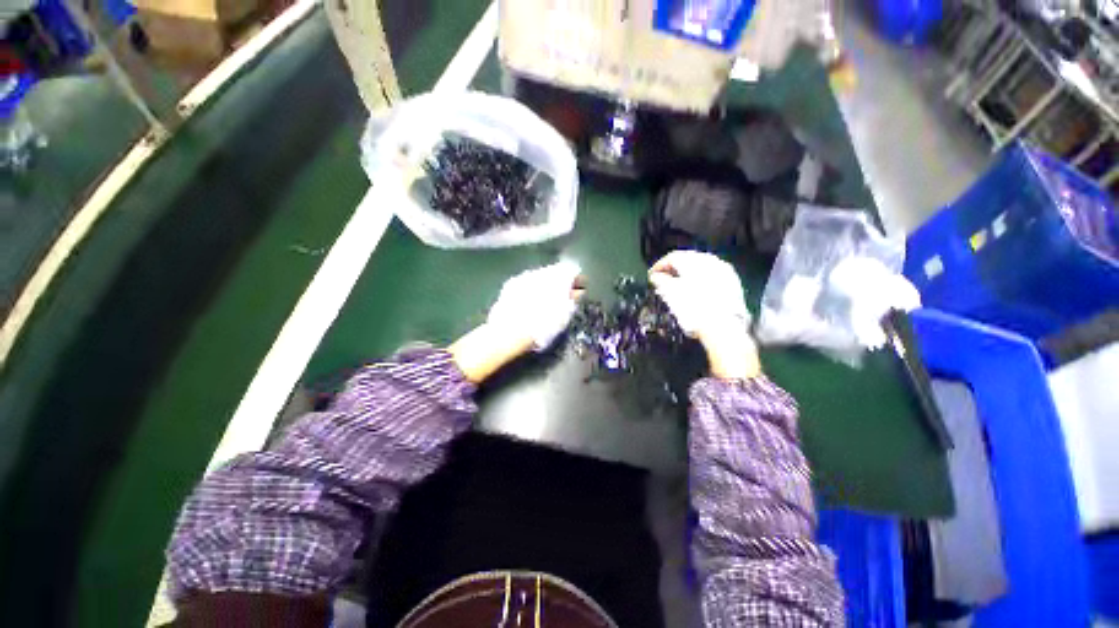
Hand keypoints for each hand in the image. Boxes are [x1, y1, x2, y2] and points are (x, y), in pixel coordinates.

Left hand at [451, 261, 583, 382]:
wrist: (509, 333)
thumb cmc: (541, 327)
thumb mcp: (563, 316)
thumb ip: (572, 301)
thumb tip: (576, 293)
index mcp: (557, 278)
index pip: (571, 271)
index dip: (577, 280)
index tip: (578, 289)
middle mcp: (540, 272)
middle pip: (555, 271)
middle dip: (560, 281)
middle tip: (563, 294)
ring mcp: (524, 277)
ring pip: (540, 275)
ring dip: (545, 284)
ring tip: (546, 299)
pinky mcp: (510, 284)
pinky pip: (526, 282)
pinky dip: (532, 288)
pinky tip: (530, 301)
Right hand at [648, 251, 759, 379]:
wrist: (723, 328)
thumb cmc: (693, 309)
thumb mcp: (670, 294)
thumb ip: (660, 281)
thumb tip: (656, 276)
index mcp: (694, 260)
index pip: (672, 257)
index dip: (659, 266)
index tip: (651, 276)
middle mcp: (710, 260)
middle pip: (687, 260)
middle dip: (673, 269)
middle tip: (663, 280)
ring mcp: (724, 271)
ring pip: (701, 268)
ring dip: (687, 275)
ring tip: (678, 287)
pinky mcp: (733, 283)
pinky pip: (712, 276)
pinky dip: (701, 281)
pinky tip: (695, 292)